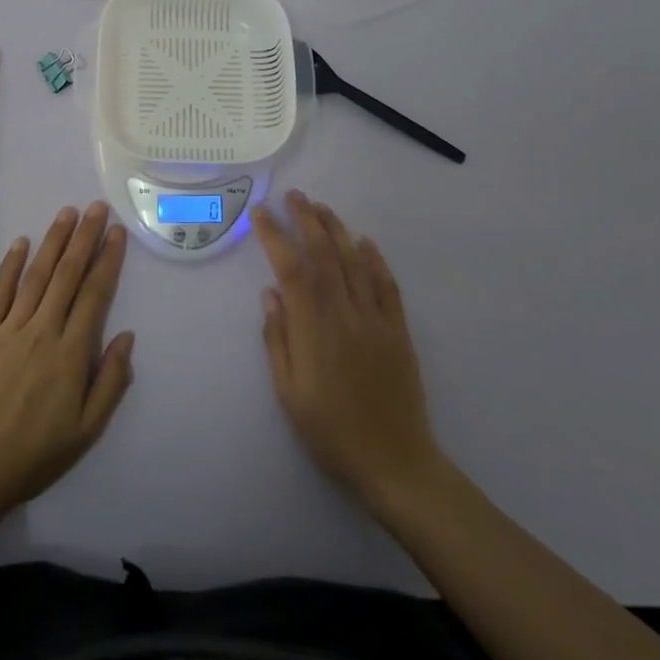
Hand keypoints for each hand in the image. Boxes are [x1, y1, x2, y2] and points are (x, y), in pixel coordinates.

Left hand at [0, 202, 134, 516]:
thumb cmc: (36, 454)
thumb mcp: (87, 430)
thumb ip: (111, 382)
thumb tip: (127, 336)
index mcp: (71, 354)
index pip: (94, 295)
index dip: (107, 261)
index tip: (117, 233)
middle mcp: (42, 331)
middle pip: (67, 275)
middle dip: (84, 238)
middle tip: (97, 208)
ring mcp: (10, 329)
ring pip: (36, 276)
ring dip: (53, 241)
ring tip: (68, 213)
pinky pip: (0, 293)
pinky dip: (12, 265)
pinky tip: (22, 243)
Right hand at [256, 190, 443, 509]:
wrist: (395, 463)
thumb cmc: (331, 432)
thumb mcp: (289, 394)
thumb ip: (278, 340)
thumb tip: (270, 294)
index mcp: (314, 329)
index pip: (291, 269)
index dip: (275, 236)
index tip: (260, 214)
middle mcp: (345, 314)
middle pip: (324, 255)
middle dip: (307, 220)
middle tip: (293, 196)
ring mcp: (375, 320)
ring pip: (355, 262)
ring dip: (337, 230)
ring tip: (321, 207)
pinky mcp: (399, 332)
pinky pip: (387, 286)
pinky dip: (376, 260)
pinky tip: (365, 242)